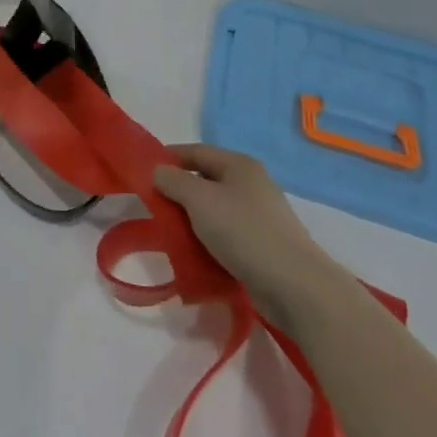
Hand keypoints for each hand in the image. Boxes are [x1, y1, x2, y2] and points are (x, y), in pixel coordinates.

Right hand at [154, 145, 345, 326]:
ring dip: (191, 220)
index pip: (195, 151)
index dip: (168, 158)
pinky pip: (226, 235)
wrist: (295, 286)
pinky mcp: (262, 245)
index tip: (142, 172)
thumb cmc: (243, 231)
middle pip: (205, 180)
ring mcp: (259, 216)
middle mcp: (251, 184)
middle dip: (177, 192)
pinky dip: (207, 240)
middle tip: (153, 207)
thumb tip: (158, 172)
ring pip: (214, 210)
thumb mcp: (199, 199)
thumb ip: (173, 181)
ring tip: (170, 233)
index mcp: (239, 165)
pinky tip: (194, 254)